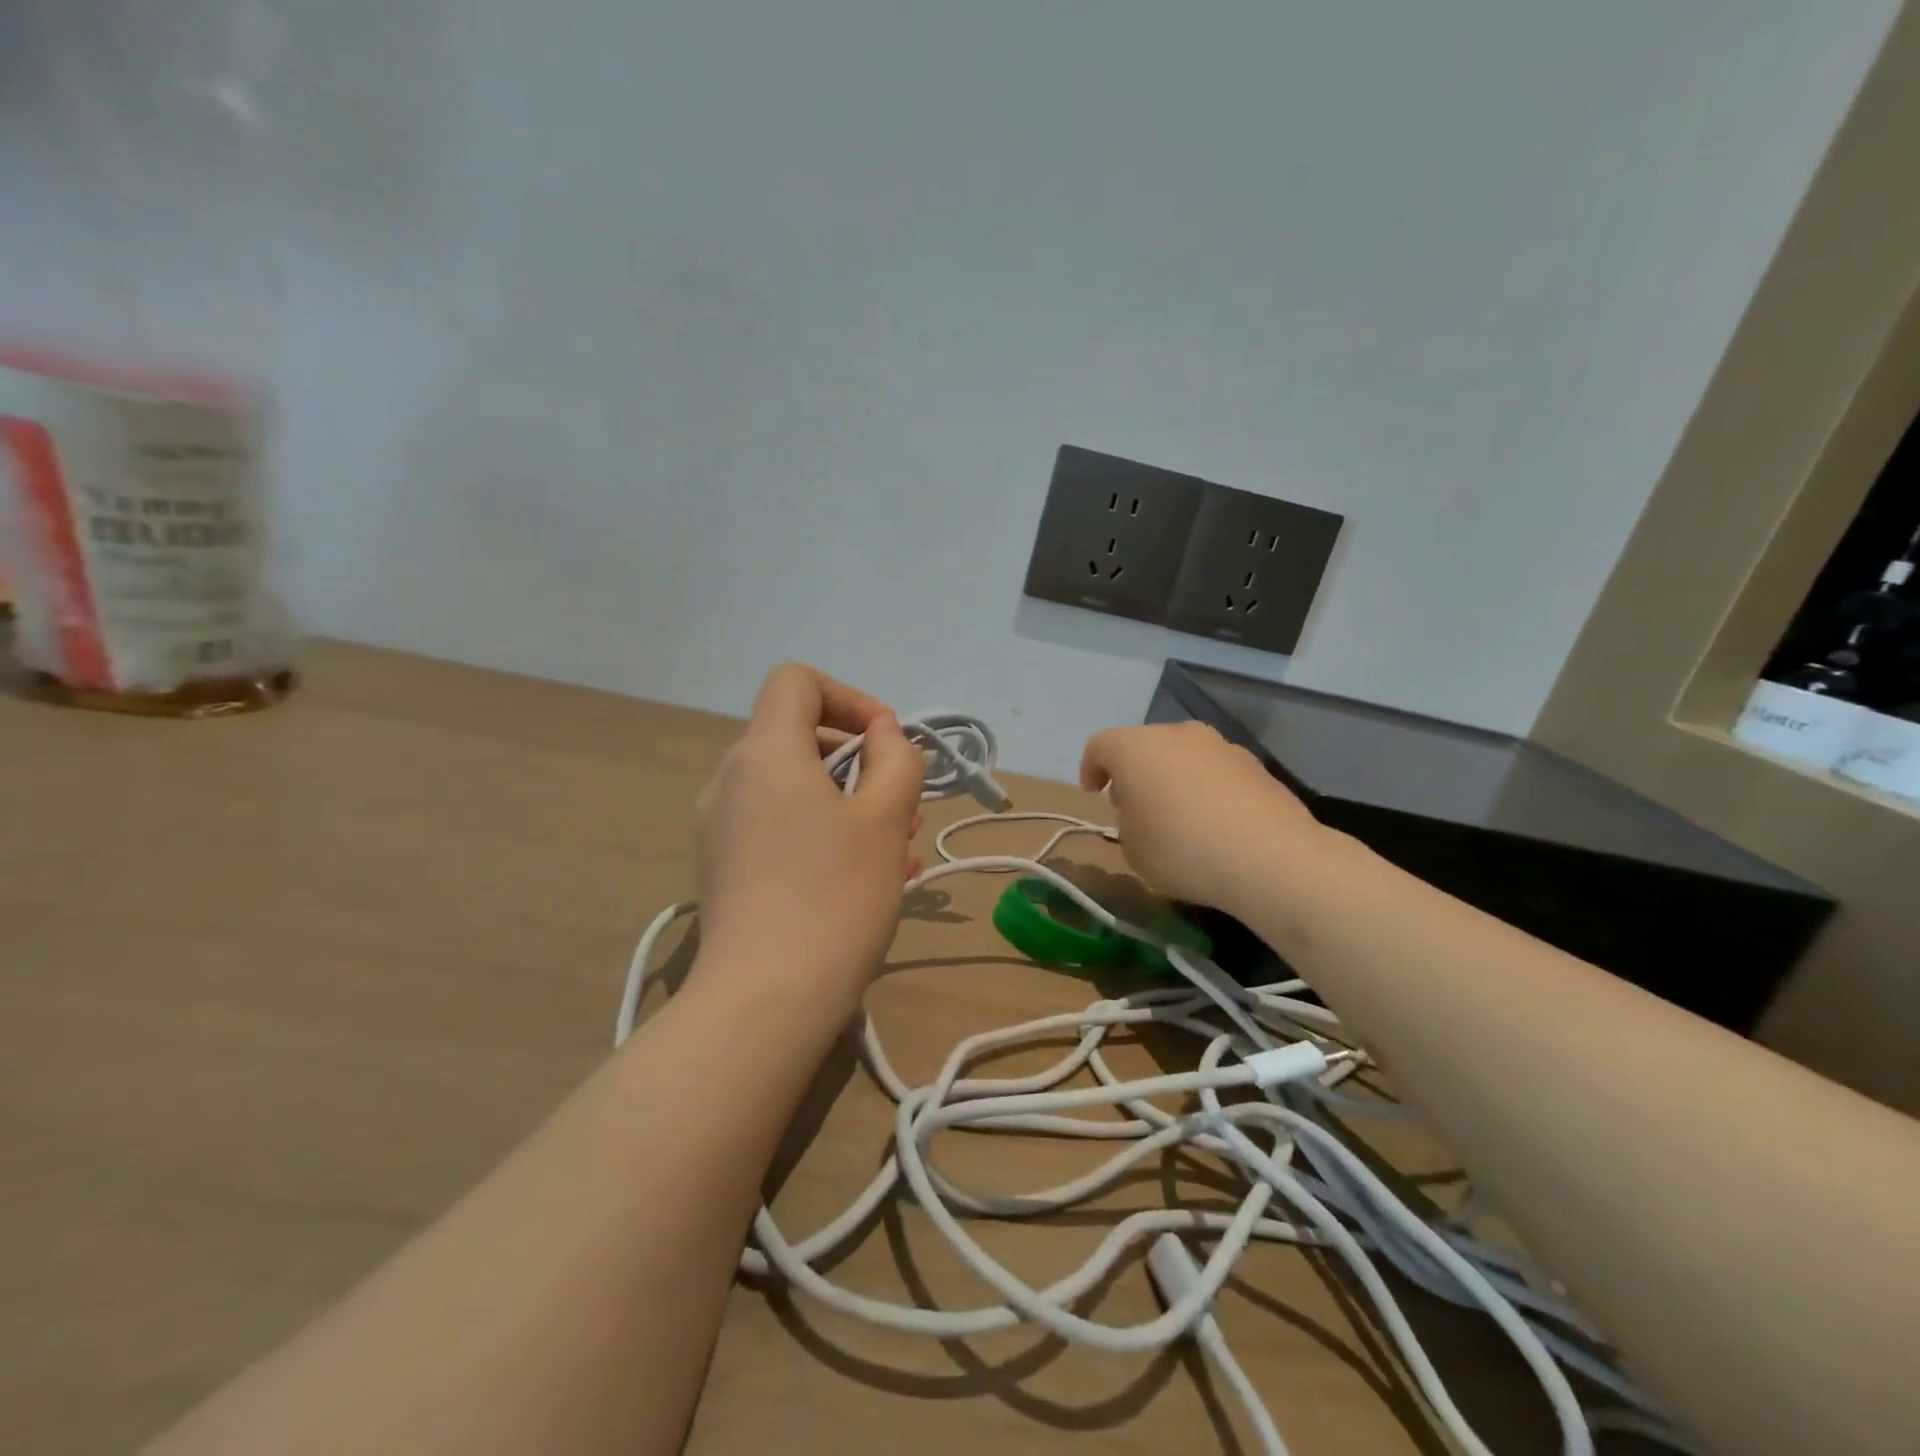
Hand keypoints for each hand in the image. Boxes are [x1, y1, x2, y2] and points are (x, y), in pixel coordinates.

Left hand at [694, 664, 923, 1004]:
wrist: (765, 1001)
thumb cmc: (835, 896)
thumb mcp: (885, 818)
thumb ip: (894, 758)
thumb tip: (880, 735)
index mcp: (764, 753)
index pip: (796, 682)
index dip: (848, 697)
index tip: (885, 742)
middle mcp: (731, 779)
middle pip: (796, 736)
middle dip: (857, 757)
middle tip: (902, 801)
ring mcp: (721, 827)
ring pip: (793, 788)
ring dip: (848, 800)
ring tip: (899, 844)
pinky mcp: (724, 868)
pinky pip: (779, 827)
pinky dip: (822, 831)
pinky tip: (866, 875)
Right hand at [1079, 721, 1322, 913]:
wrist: (1270, 858)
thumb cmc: (1182, 850)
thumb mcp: (1132, 849)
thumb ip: (1127, 822)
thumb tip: (1145, 812)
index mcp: (1136, 748)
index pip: (1100, 746)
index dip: (1091, 769)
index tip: (1095, 795)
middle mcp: (1177, 734)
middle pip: (1144, 746)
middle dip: (1135, 774)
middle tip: (1136, 810)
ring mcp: (1220, 745)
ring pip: (1183, 756)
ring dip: (1173, 780)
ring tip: (1180, 820)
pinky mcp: (1255, 764)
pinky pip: (1215, 772)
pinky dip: (1207, 790)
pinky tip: (1215, 825)